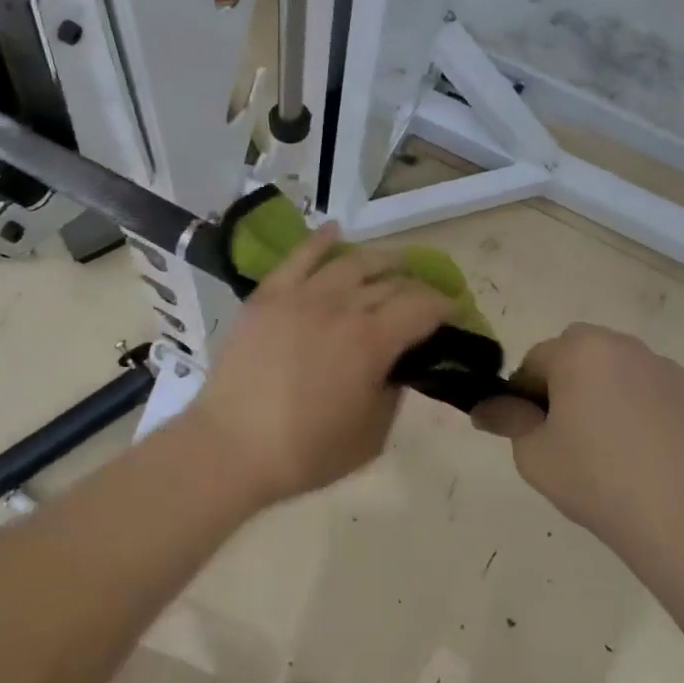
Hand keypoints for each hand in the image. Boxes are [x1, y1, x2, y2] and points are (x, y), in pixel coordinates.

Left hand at [188, 225, 453, 505]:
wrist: (231, 447)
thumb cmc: (306, 452)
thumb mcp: (371, 436)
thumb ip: (393, 392)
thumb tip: (396, 366)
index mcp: (372, 342)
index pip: (421, 306)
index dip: (444, 304)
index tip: (452, 310)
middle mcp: (341, 307)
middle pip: (389, 282)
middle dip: (416, 285)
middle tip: (424, 295)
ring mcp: (301, 295)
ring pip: (350, 262)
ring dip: (380, 259)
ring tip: (393, 262)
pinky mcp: (268, 295)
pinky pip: (299, 257)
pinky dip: (321, 240)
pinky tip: (336, 230)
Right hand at [471, 323, 683, 539]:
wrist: (680, 517)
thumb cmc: (594, 478)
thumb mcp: (532, 453)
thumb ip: (506, 419)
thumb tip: (486, 408)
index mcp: (578, 351)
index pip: (535, 360)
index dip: (525, 394)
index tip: (531, 429)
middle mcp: (622, 345)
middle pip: (578, 352)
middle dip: (566, 381)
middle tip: (568, 431)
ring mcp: (664, 367)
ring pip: (617, 368)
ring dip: (605, 389)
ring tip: (610, 442)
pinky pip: (652, 389)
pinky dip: (641, 406)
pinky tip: (644, 449)